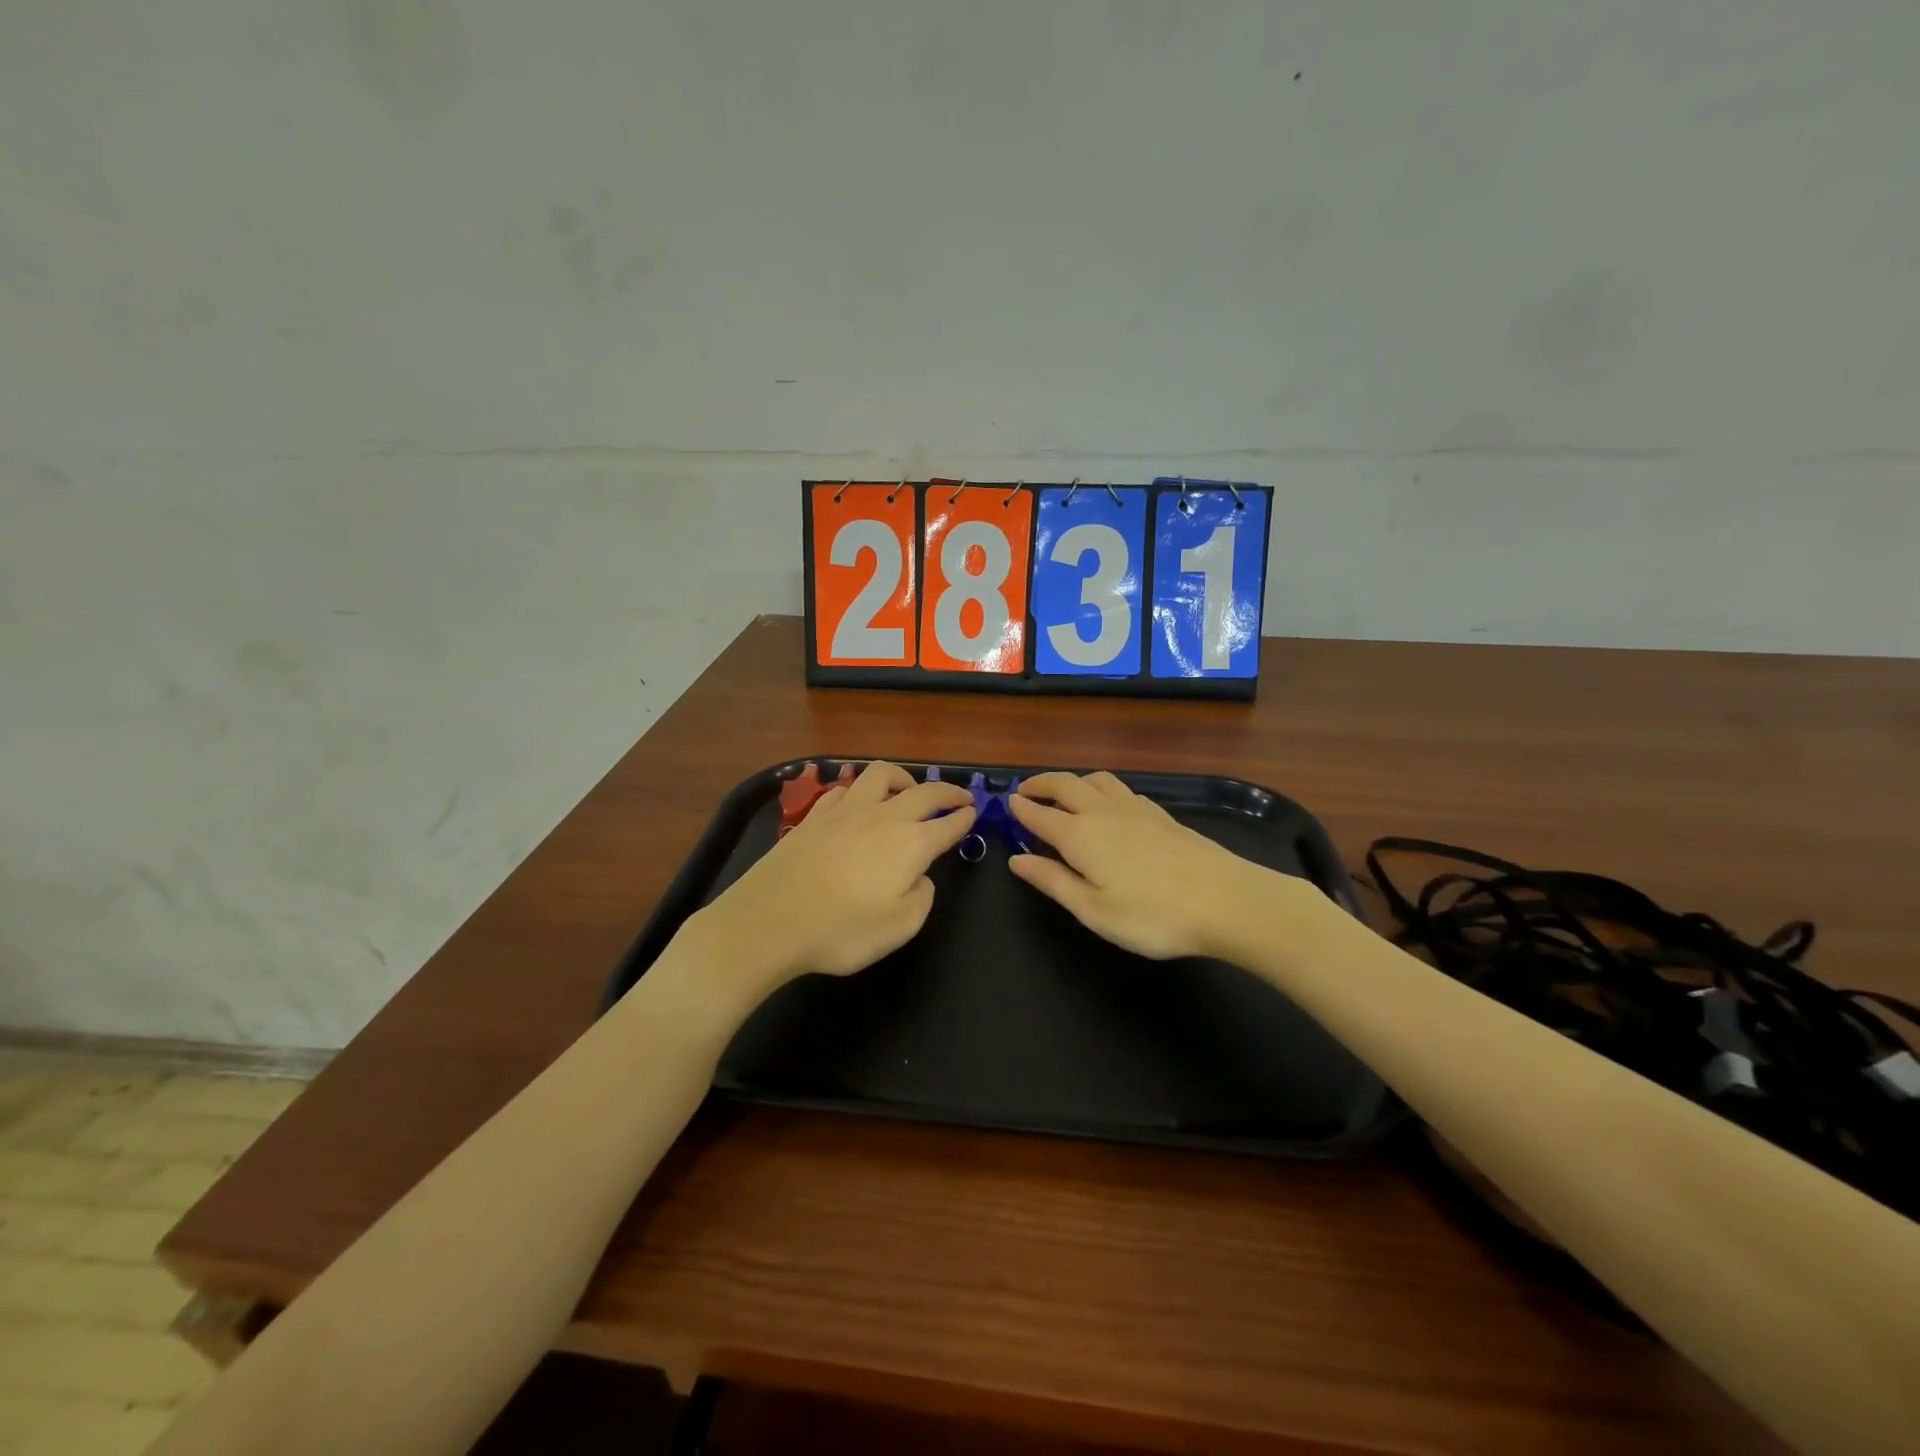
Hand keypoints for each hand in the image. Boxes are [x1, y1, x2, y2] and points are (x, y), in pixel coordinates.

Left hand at [688, 762, 974, 992]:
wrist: (769, 921)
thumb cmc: (840, 931)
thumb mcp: (899, 928)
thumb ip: (922, 898)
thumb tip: (920, 876)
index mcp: (911, 844)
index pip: (948, 824)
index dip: (964, 818)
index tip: (974, 812)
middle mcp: (883, 817)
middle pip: (924, 792)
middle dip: (947, 792)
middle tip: (960, 796)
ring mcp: (846, 811)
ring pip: (881, 775)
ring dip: (904, 777)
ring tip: (909, 789)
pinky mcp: (815, 815)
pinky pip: (846, 788)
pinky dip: (862, 790)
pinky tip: (859, 802)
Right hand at [1007, 771, 1273, 960]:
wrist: (1226, 900)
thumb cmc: (1152, 915)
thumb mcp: (1092, 909)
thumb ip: (1052, 881)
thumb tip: (1016, 860)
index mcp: (1080, 835)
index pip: (1040, 815)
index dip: (1020, 809)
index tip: (1005, 803)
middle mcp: (1103, 812)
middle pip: (1065, 785)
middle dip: (1041, 784)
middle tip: (1025, 790)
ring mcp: (1136, 809)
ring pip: (1096, 780)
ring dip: (1072, 781)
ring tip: (1063, 793)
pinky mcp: (1161, 814)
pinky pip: (1121, 789)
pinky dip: (1102, 789)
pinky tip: (1109, 805)